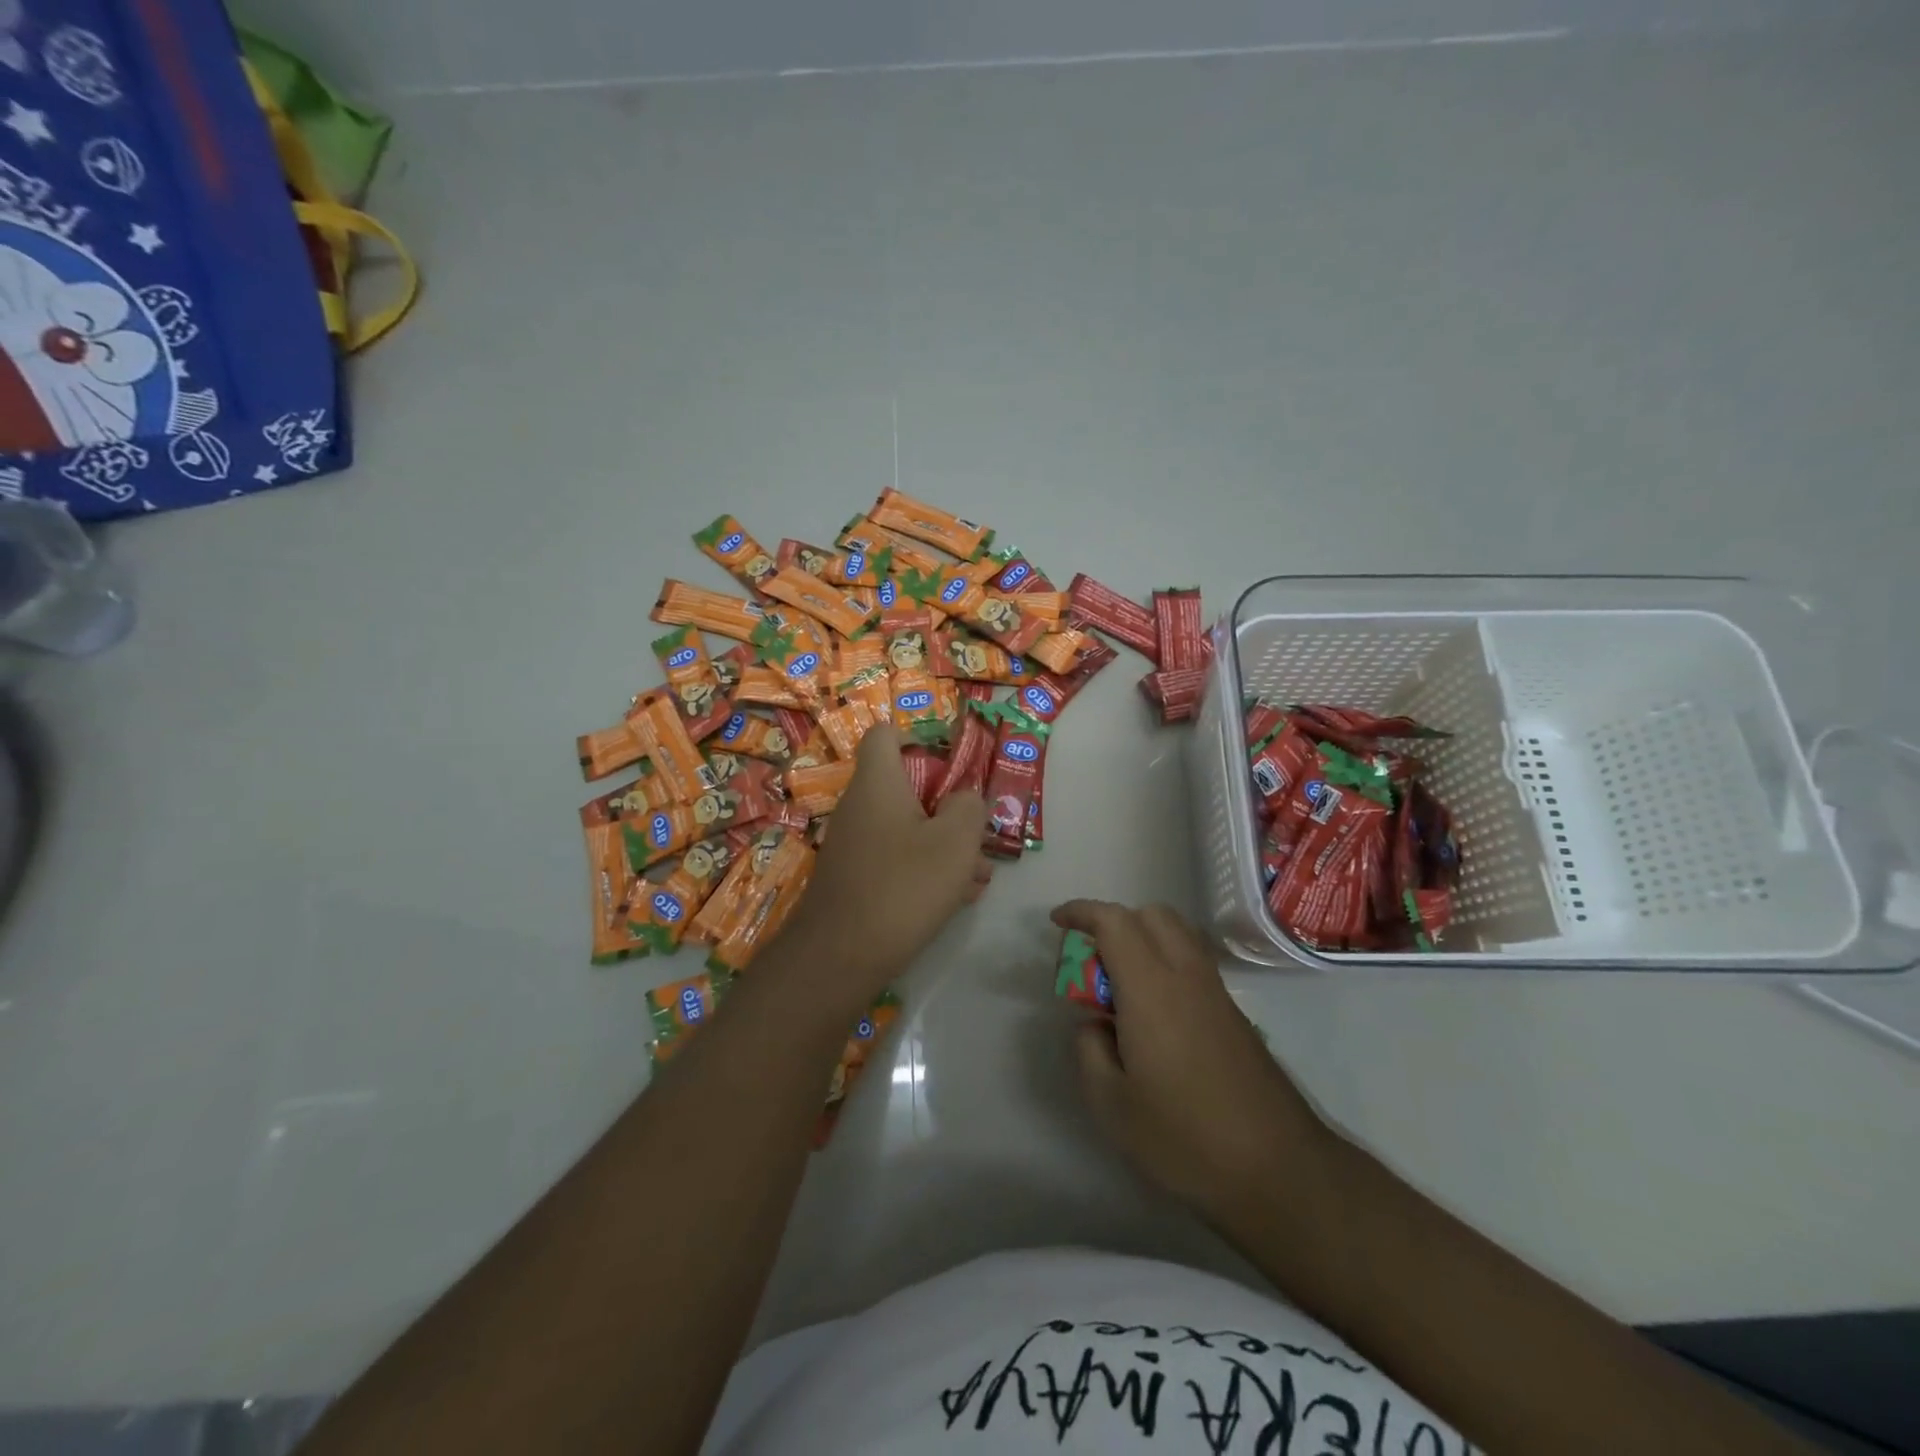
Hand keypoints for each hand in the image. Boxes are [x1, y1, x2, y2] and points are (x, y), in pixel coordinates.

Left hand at [784, 725, 989, 1003]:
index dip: (919, 739)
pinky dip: (925, 869)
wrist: (840, 957)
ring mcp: (854, 844)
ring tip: (978, 876)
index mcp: (878, 783)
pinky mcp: (855, 877)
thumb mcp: (956, 841)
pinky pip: (896, 859)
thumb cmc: (903, 886)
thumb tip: (964, 799)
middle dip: (948, 808)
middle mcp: (860, 806)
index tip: (951, 767)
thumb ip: (969, 808)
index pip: (885, 734)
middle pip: (906, 787)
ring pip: (907, 828)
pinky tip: (956, 898)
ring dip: (944, 845)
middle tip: (977, 835)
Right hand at [1054, 900, 1333, 1226]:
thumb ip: (1089, 1050)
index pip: (1114, 922)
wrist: (1279, 1170)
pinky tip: (1155, 1014)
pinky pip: (1193, 962)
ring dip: (1143, 939)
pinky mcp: (1235, 1015)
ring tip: (1121, 986)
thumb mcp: (1111, 1105)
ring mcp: (1216, 993)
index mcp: (1151, 988)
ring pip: (1178, 934)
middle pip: (1152, 915)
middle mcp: (1186, 975)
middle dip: (1115, 921)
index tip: (1057, 923)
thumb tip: (1093, 1023)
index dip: (1081, 912)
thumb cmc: (1186, 1137)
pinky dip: (1166, 962)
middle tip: (1092, 961)